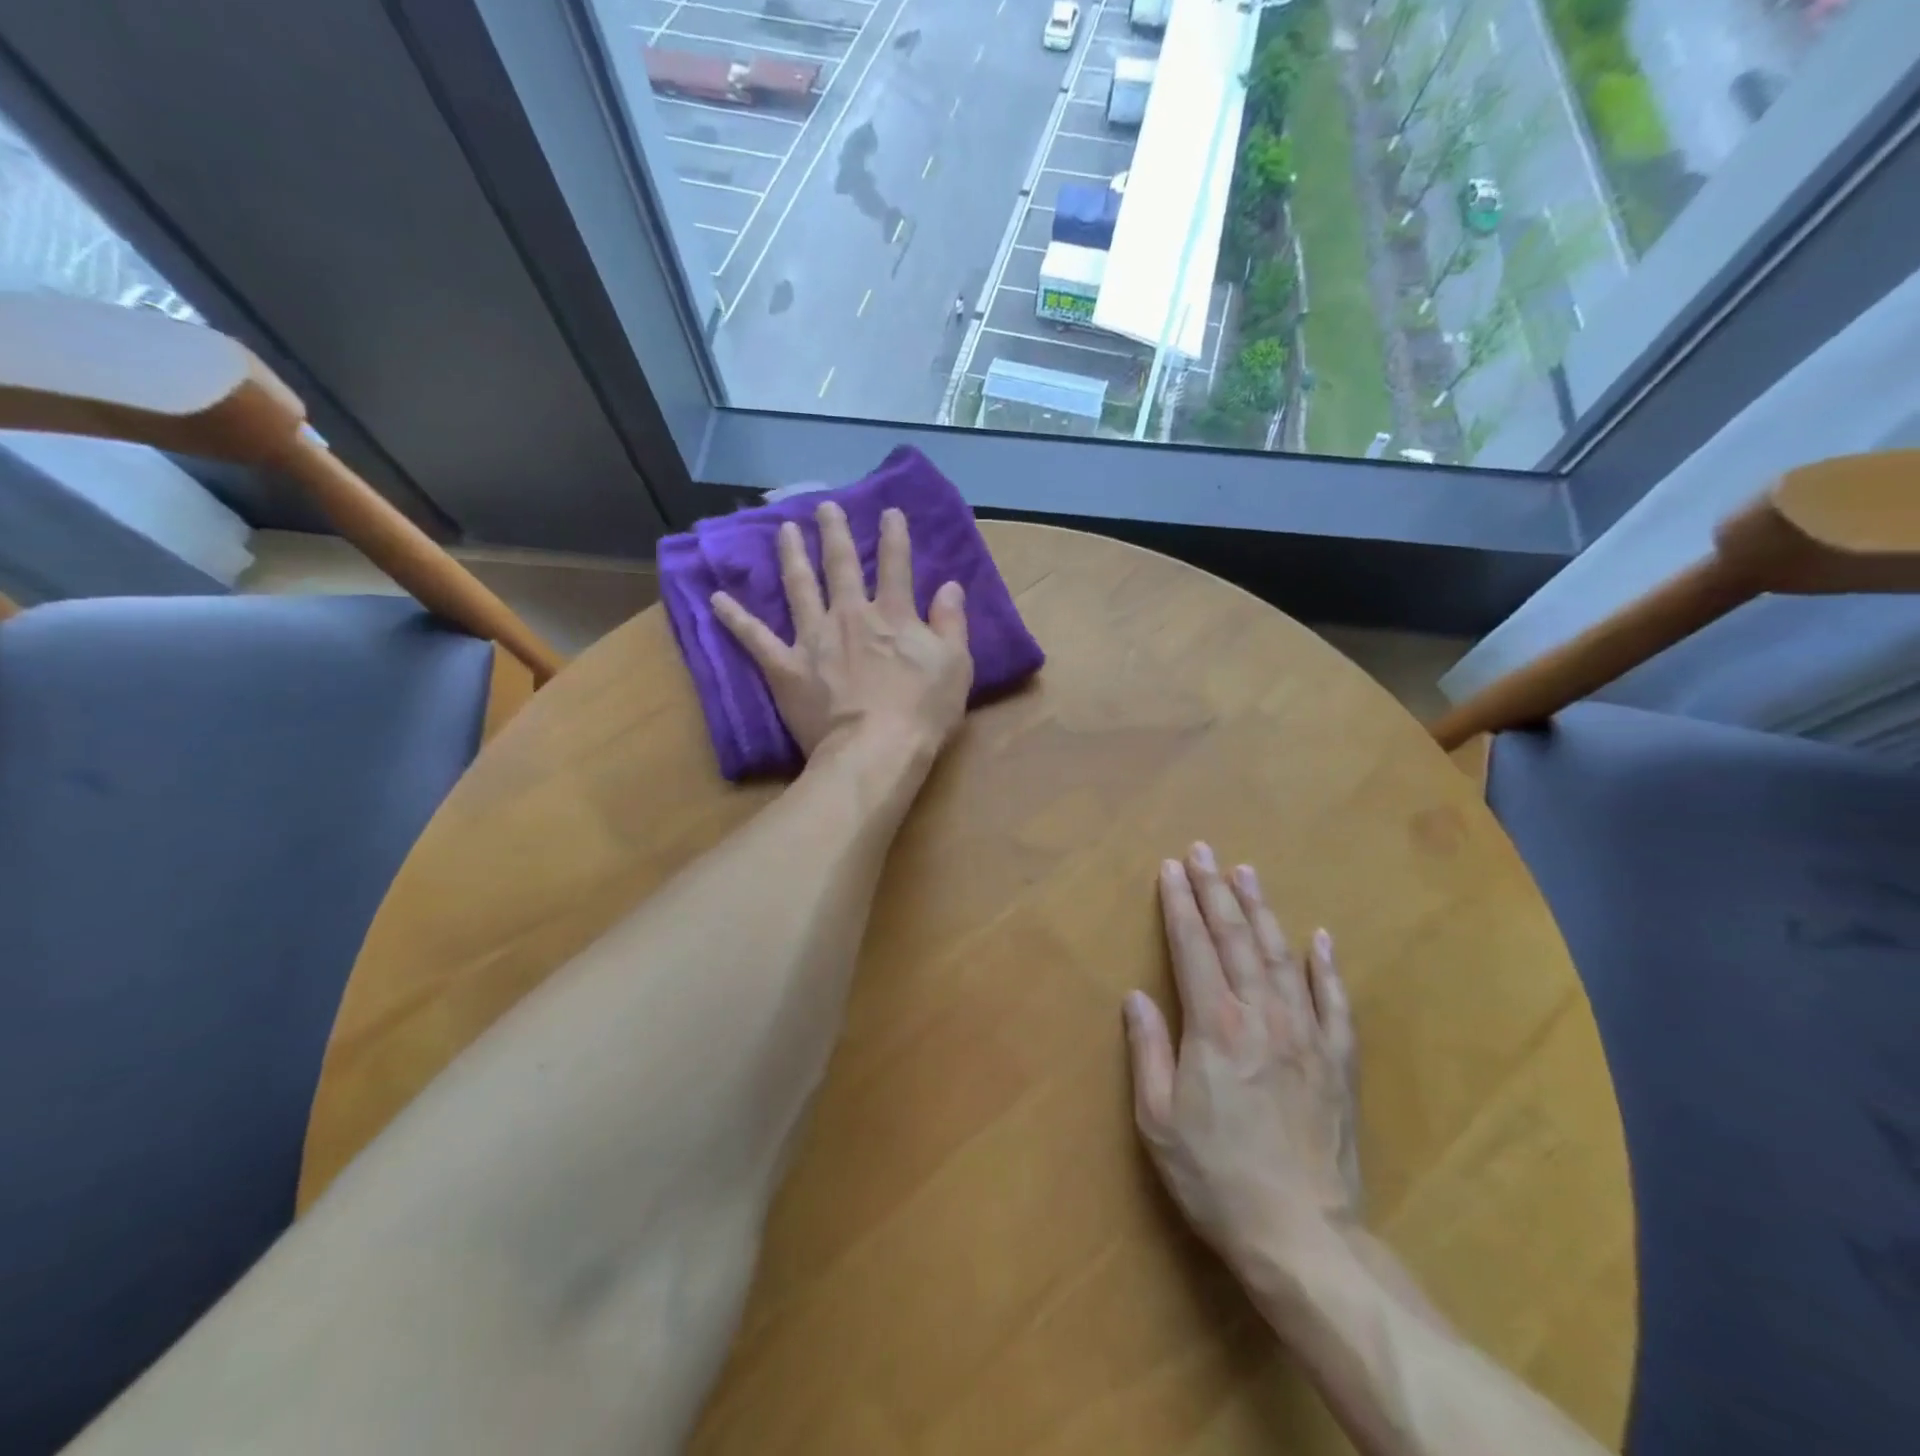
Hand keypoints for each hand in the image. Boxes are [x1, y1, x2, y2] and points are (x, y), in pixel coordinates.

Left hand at [712, 501, 972, 761]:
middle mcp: (849, 616)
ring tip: (784, 531)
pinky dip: (735, 618)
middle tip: (825, 507)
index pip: (895, 565)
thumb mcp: (955, 665)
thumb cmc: (923, 712)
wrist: (875, 750)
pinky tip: (716, 599)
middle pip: (840, 565)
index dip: (894, 536)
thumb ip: (951, 623)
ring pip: (799, 587)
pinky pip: (755, 638)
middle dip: (834, 533)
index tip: (889, 511)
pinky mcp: (786, 667)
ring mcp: (813, 639)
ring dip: (791, 556)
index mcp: (892, 615)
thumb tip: (950, 586)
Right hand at [1124, 844, 1359, 1278]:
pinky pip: (1335, 1002)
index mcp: (1214, 1026)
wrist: (1302, 1236)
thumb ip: (1146, 1050)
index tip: (1171, 868)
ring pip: (1282, 956)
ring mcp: (1306, 1034)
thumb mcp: (1158, 1119)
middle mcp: (1261, 1016)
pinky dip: (1327, 966)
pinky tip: (1321, 938)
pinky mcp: (1338, 1062)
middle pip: (1236, 938)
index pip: (1192, 947)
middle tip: (1204, 851)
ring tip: (1248, 873)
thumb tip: (1136, 996)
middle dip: (1216, 890)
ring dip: (1262, 911)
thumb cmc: (1216, 1176)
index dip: (1180, 904)